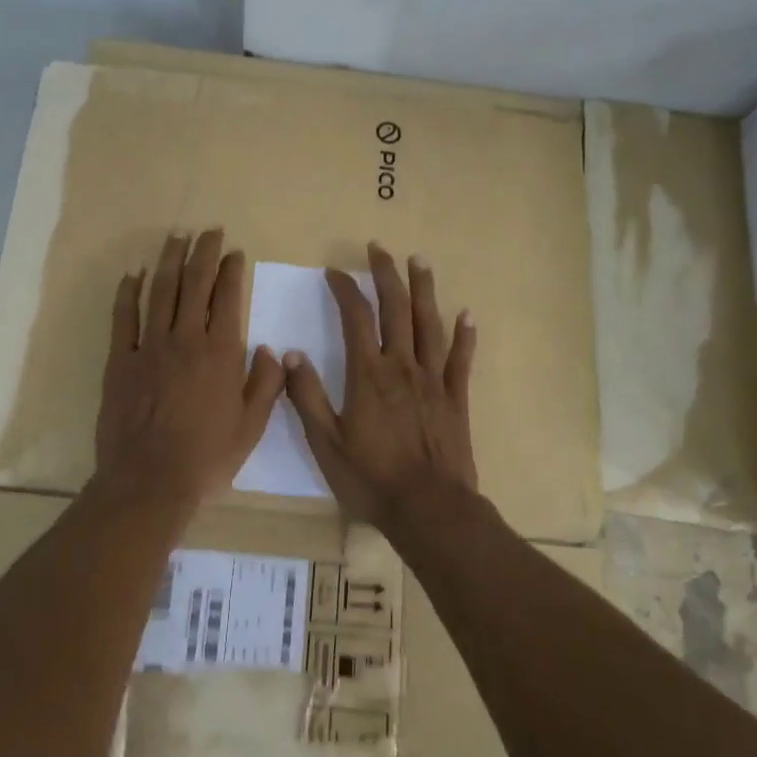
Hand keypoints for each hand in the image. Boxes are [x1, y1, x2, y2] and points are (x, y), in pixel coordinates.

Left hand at [93, 229, 284, 508]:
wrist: (149, 480)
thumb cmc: (207, 456)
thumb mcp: (252, 426)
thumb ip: (266, 384)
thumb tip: (269, 348)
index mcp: (221, 353)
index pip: (228, 298)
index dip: (231, 270)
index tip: (234, 252)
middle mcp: (186, 340)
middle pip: (194, 284)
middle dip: (202, 253)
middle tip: (208, 231)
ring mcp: (149, 347)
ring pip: (159, 291)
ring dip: (169, 261)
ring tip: (175, 237)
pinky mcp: (120, 360)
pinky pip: (123, 317)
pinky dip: (128, 292)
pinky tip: (133, 274)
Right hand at [282, 243, 477, 527]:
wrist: (429, 508)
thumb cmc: (371, 478)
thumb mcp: (326, 442)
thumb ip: (308, 396)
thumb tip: (290, 355)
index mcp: (369, 375)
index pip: (356, 317)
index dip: (345, 290)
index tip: (335, 271)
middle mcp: (403, 367)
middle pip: (396, 309)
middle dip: (387, 275)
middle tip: (380, 248)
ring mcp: (434, 380)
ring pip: (430, 324)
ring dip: (424, 290)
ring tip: (420, 261)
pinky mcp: (456, 398)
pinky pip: (461, 359)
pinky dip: (464, 335)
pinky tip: (466, 314)